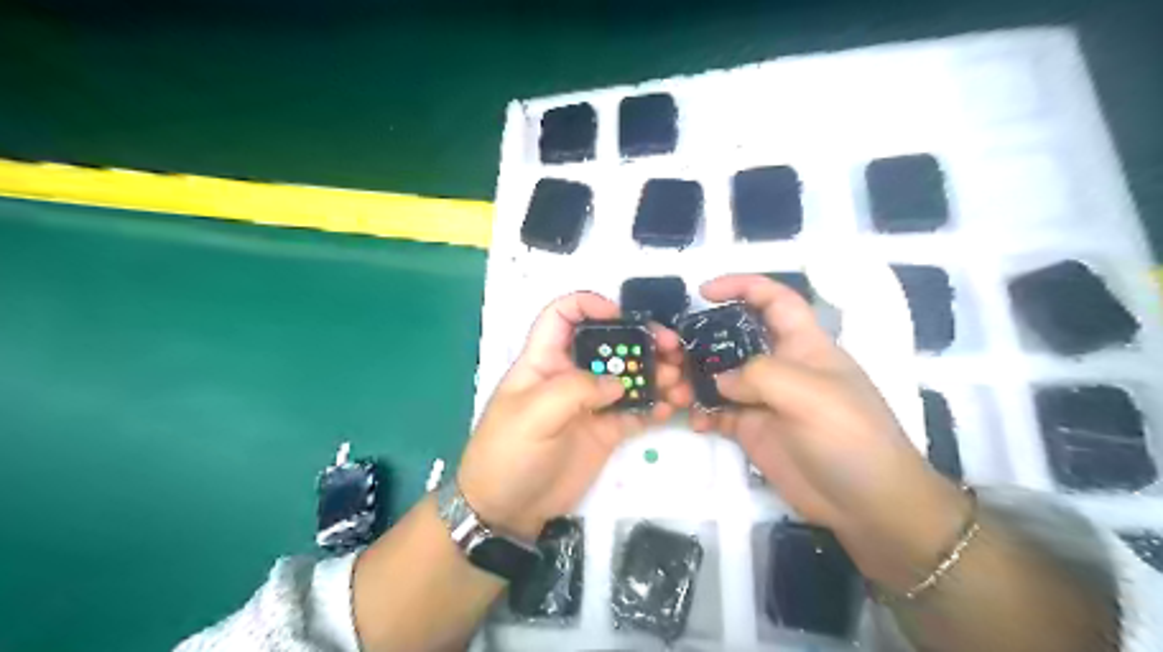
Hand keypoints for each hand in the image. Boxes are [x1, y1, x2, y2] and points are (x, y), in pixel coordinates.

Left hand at [456, 293, 687, 543]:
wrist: (506, 510)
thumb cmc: (508, 453)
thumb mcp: (533, 415)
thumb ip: (575, 390)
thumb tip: (618, 383)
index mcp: (544, 361)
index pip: (563, 315)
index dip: (590, 305)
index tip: (622, 316)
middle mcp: (571, 375)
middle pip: (610, 344)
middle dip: (643, 341)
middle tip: (673, 349)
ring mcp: (590, 403)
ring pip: (629, 376)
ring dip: (657, 374)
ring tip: (680, 383)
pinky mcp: (605, 431)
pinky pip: (636, 411)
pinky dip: (656, 406)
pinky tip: (671, 408)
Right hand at [687, 275, 974, 590]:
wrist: (867, 505)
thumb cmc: (849, 437)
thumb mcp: (810, 395)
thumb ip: (760, 376)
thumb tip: (721, 381)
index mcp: (803, 345)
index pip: (774, 300)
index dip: (741, 286)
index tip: (703, 292)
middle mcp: (781, 367)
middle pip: (736, 338)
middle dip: (704, 338)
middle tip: (673, 350)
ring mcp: (765, 400)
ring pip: (721, 376)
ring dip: (696, 379)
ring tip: (676, 390)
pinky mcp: (754, 430)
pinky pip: (719, 412)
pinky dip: (702, 413)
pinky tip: (694, 421)